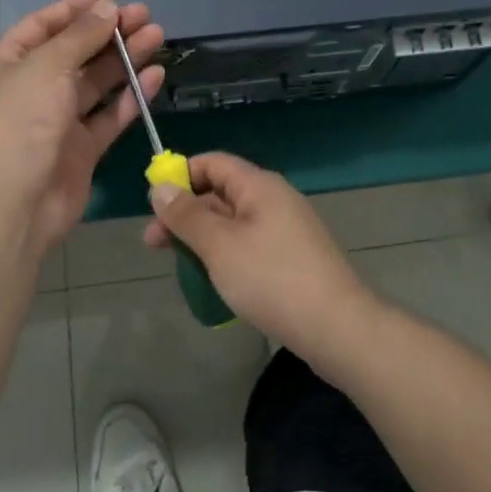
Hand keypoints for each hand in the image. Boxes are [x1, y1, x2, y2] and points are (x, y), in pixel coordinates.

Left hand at [0, 0, 164, 254]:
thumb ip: (81, 36)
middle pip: (76, 51)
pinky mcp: (81, 149)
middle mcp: (32, 87)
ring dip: (125, 58)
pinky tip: (154, 75)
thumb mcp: (47, 66)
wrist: (12, 204)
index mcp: (9, 62)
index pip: (45, 24)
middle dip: (109, 31)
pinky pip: (109, 115)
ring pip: (97, 82)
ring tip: (158, 36)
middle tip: (146, 16)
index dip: (78, 8)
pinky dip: (131, 96)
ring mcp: (57, 119)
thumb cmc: (20, 121)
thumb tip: (108, 8)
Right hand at [145, 152, 381, 366]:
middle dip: (185, 214)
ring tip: (178, 266)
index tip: (153, 203)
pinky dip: (225, 255)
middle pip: (220, 193)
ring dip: (202, 238)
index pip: (213, 163)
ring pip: (233, 223)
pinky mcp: (292, 259)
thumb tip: (160, 186)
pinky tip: (211, 280)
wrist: (338, 328)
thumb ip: (187, 215)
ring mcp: (286, 230)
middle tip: (153, 243)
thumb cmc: (273, 279)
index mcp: (259, 186)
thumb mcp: (220, 246)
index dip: (180, 175)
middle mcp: (274, 199)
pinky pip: (248, 245)